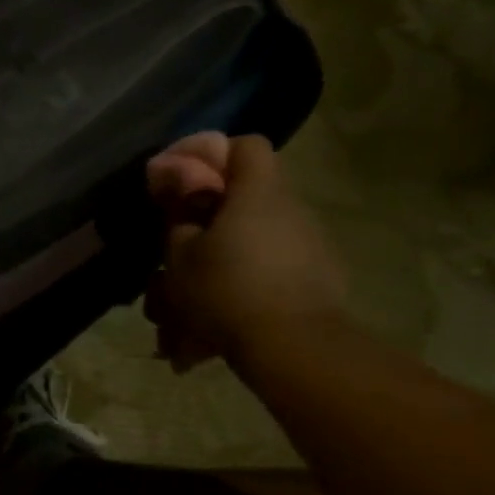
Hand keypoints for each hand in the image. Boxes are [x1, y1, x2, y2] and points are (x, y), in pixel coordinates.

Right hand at [143, 132, 345, 369]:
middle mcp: (291, 212)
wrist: (293, 349)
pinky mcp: (318, 283)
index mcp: (258, 194)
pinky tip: (209, 336)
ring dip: (219, 267)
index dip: (210, 155)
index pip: (245, 145)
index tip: (180, 182)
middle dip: (207, 224)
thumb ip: (178, 216)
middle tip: (175, 253)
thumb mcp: (180, 254)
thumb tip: (179, 191)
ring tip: (181, 316)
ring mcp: (310, 249)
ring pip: (251, 245)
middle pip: (246, 200)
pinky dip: (240, 293)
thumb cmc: (226, 290)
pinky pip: (268, 277)